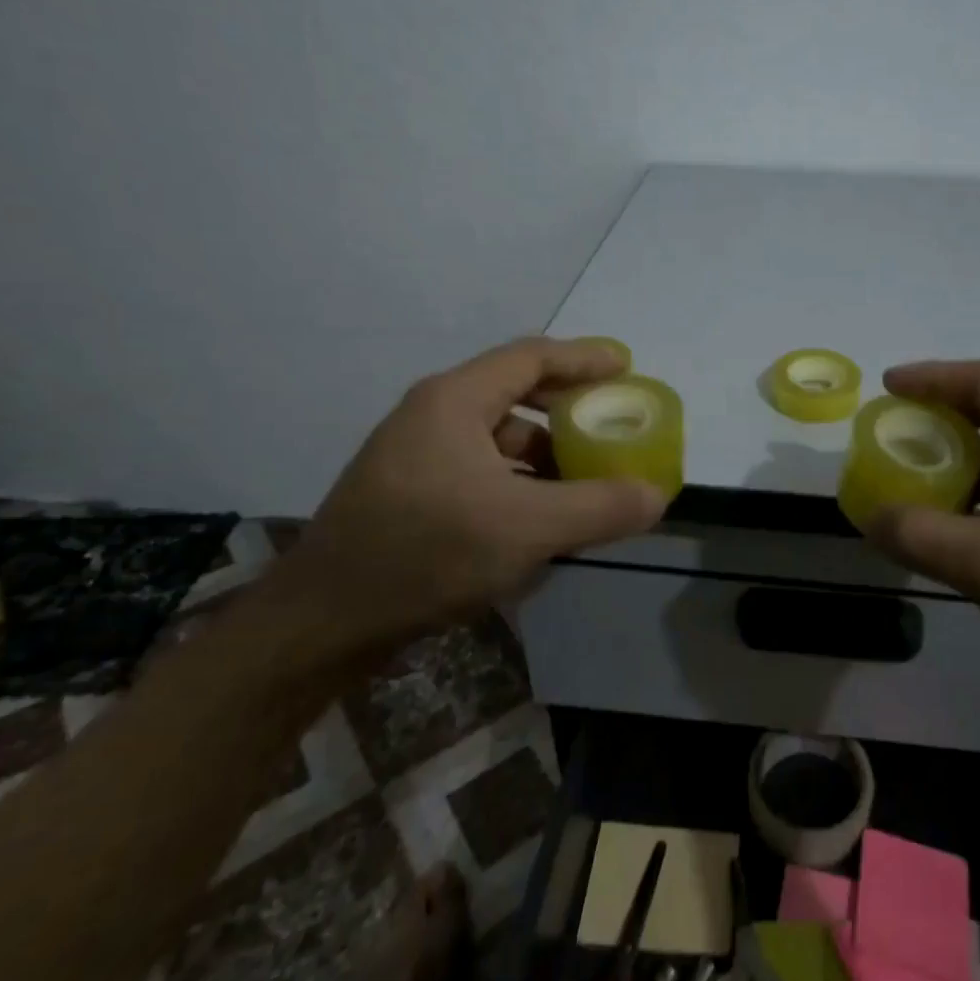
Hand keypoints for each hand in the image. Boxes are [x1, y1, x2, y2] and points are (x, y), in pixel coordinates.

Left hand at [265, 337, 666, 668]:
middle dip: (568, 408)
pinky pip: (479, 469)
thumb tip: (657, 496)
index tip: (627, 368)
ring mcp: (415, 454)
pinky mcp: (408, 492)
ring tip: (583, 477)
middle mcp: (431, 415)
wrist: (322, 623)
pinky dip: (517, 481)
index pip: (531, 357)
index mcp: (454, 401)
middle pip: (515, 392)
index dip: (584, 358)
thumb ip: (599, 508)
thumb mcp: (527, 530)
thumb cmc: (426, 555)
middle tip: (611, 422)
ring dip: (544, 451)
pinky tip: (538, 516)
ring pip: (495, 436)